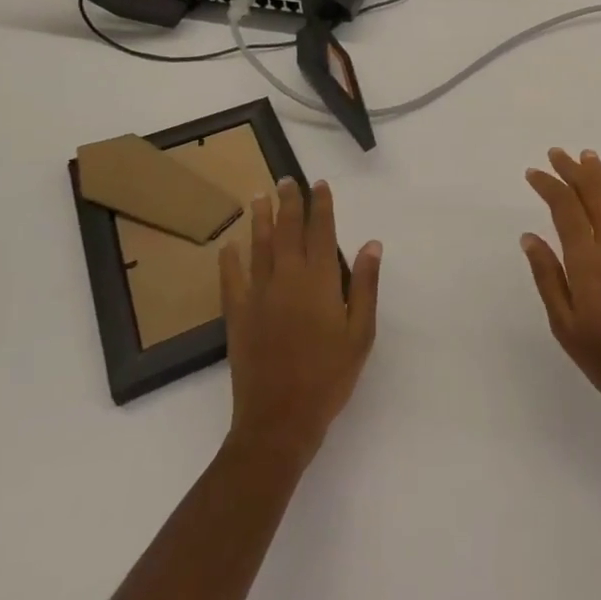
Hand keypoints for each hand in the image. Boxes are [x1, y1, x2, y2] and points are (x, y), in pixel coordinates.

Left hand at [219, 179, 380, 464]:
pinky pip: (231, 279)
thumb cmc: (329, 375)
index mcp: (319, 281)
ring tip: (258, 197)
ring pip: (259, 247)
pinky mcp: (237, 315)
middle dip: (289, 203)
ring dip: (260, 220)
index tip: (319, 184)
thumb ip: (365, 285)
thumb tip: (371, 244)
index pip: (321, 231)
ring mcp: (258, 296)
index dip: (321, 205)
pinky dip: (229, 260)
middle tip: (286, 180)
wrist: (280, 419)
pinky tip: (229, 245)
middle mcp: (287, 279)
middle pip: (287, 231)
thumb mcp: (361, 332)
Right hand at [521, 148, 600, 423]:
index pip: (566, 209)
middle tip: (557, 153)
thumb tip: (529, 237)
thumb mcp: (565, 326)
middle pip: (594, 194)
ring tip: (586, 158)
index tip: (534, 173)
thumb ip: (548, 276)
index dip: (550, 186)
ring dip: (599, 176)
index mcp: (588, 261)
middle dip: (574, 170)